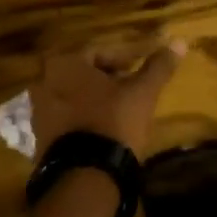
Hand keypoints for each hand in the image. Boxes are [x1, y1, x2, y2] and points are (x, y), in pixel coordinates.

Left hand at [30, 41, 185, 156]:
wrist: (86, 173)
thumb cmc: (113, 121)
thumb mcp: (142, 92)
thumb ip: (158, 66)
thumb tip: (179, 43)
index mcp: (65, 64)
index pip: (98, 52)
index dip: (123, 58)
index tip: (139, 69)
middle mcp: (44, 82)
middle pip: (82, 74)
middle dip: (106, 79)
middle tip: (130, 88)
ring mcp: (38, 111)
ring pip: (72, 96)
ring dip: (93, 99)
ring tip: (118, 110)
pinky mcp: (40, 137)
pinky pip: (65, 119)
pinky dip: (82, 118)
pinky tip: (101, 130)